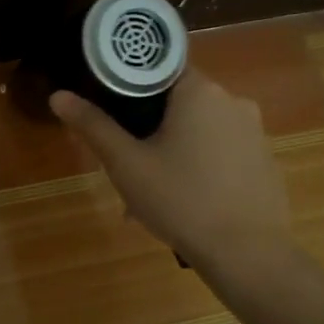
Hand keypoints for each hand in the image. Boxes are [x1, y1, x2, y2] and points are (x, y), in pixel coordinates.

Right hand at [50, 67, 289, 270]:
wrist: (247, 254)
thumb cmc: (180, 200)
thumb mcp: (126, 164)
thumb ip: (93, 126)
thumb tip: (58, 96)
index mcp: (200, 91)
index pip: (159, 69)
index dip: (130, 87)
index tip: (113, 112)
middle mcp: (233, 101)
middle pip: (179, 102)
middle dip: (150, 129)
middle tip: (126, 163)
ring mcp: (255, 132)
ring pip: (200, 131)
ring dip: (174, 151)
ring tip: (150, 194)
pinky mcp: (265, 161)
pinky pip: (222, 153)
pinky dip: (200, 168)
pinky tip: (184, 203)